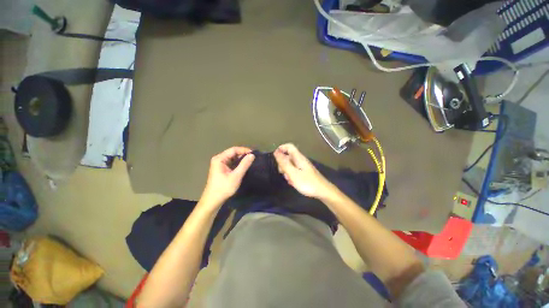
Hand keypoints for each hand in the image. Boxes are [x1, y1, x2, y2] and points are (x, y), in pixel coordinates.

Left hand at [200, 147, 254, 206]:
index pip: (234, 149)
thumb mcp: (236, 176)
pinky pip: (231, 162)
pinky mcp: (221, 168)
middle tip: (253, 158)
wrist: (213, 200)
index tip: (254, 153)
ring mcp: (219, 164)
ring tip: (250, 161)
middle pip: (233, 153)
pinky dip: (238, 163)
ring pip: (232, 158)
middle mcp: (218, 159)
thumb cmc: (224, 188)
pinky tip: (244, 166)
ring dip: (241, 159)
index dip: (244, 150)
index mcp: (219, 159)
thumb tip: (252, 155)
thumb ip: (244, 165)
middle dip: (243, 154)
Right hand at [274, 143, 333, 198]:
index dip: (281, 149)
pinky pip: (294, 171)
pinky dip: (292, 175)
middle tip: (282, 173)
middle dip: (283, 164)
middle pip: (288, 156)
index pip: (289, 146)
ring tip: (289, 180)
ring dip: (287, 171)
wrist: (323, 191)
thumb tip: (276, 152)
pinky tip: (293, 182)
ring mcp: (303, 166)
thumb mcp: (293, 173)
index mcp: (299, 158)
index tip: (275, 157)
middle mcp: (301, 160)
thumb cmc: (307, 182)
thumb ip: (284, 163)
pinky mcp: (304, 172)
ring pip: (290, 165)